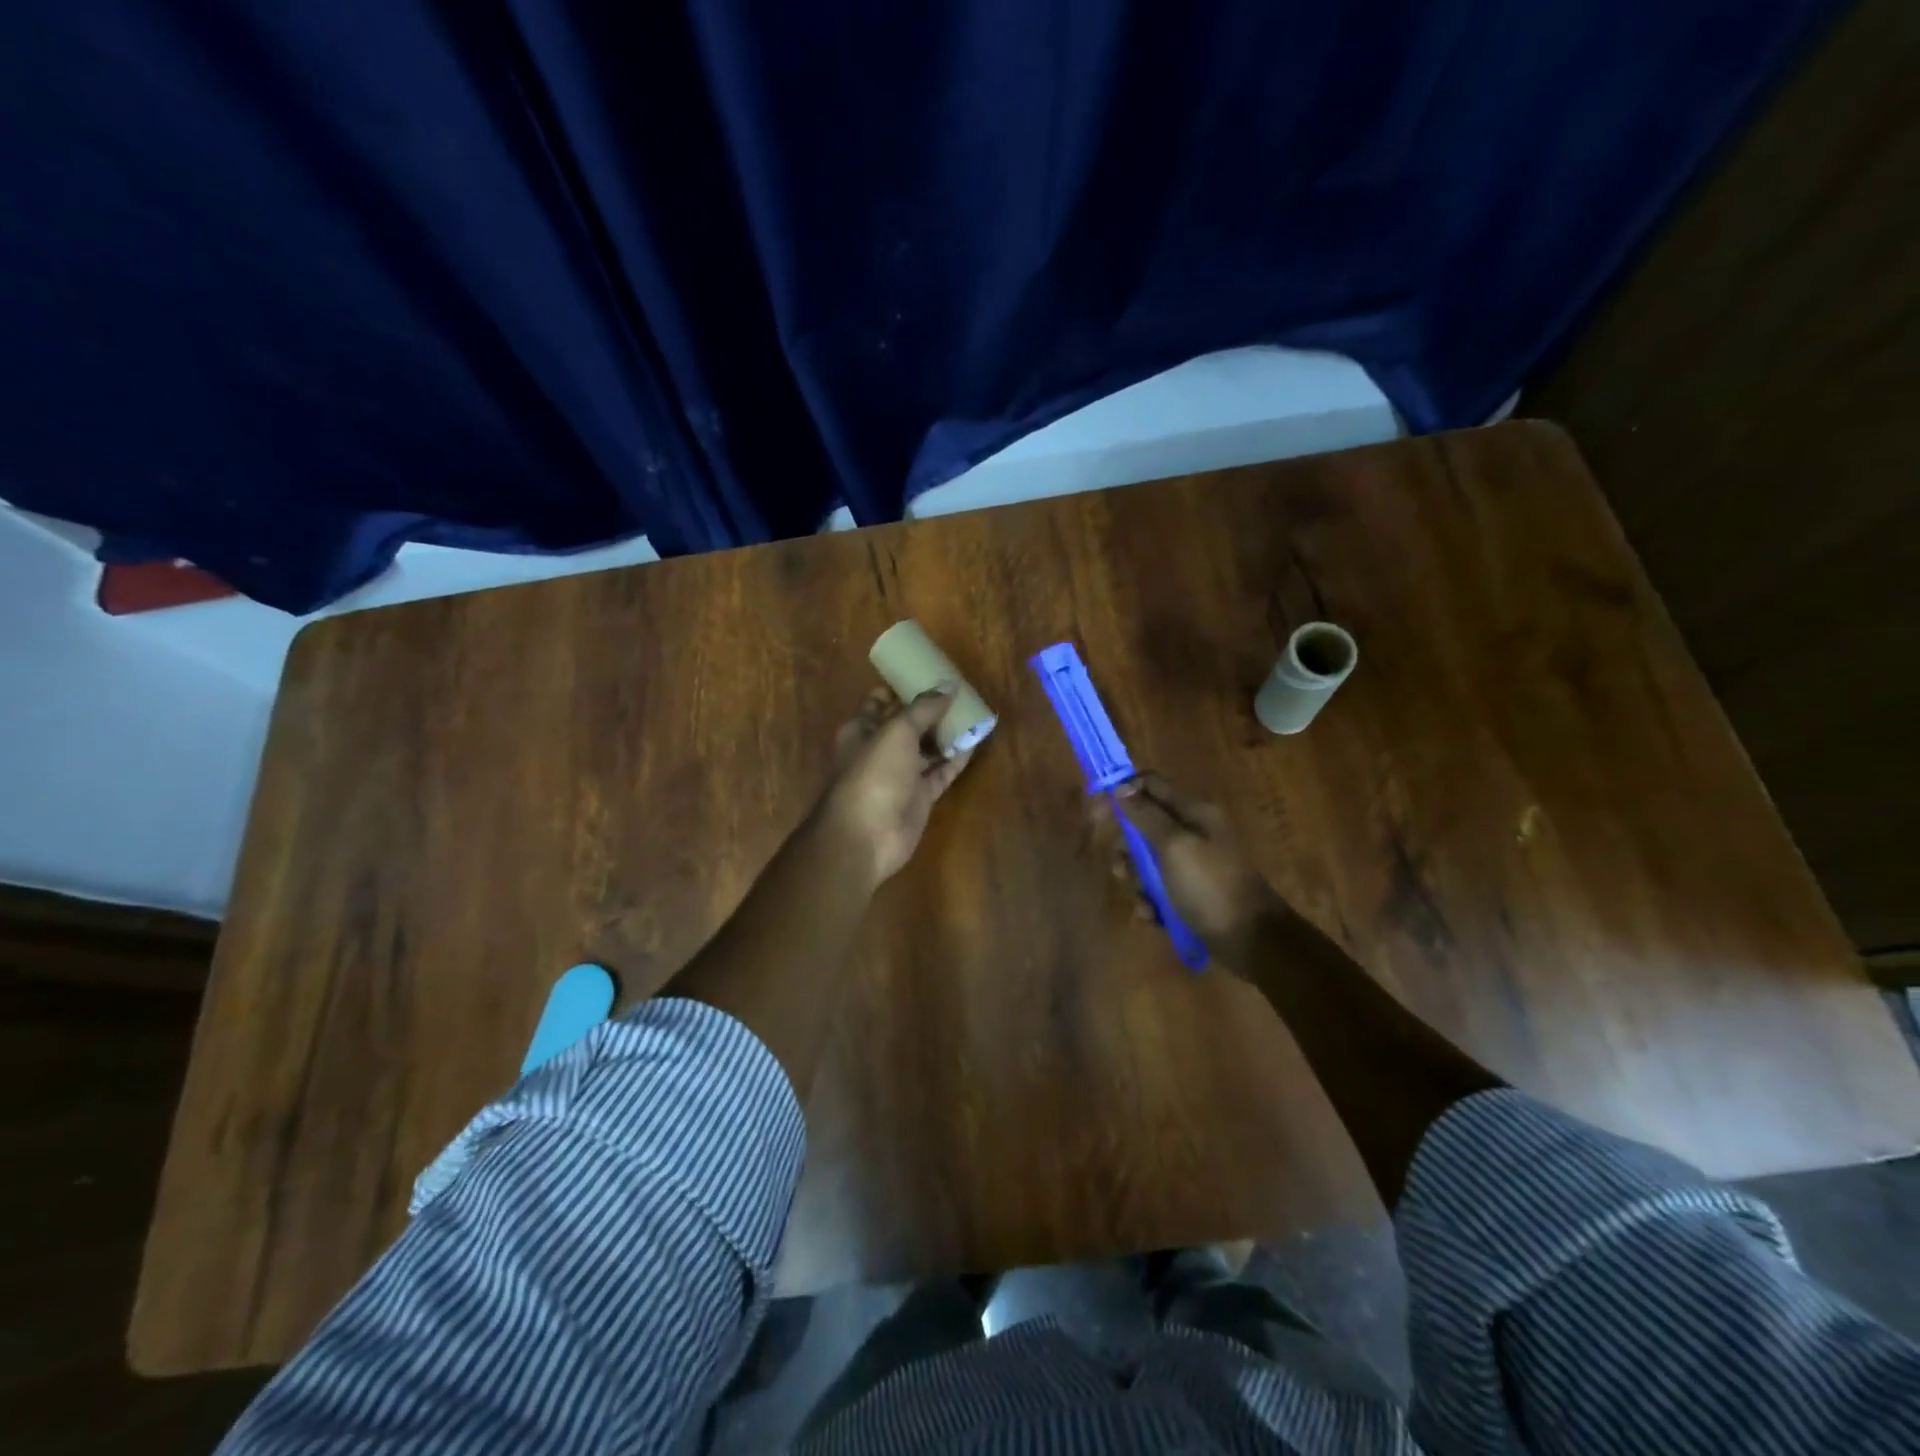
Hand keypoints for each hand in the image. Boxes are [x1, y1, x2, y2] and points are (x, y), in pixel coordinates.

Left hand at [820, 685, 975, 886]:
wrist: (867, 836)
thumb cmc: (874, 774)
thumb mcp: (897, 731)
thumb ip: (924, 707)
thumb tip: (949, 685)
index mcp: (862, 729)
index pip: (880, 700)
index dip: (902, 686)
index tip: (929, 672)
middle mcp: (880, 749)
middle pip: (908, 723)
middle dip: (931, 709)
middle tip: (960, 691)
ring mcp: (901, 774)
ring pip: (927, 748)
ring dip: (947, 733)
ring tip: (973, 711)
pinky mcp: (920, 796)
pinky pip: (941, 771)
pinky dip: (957, 758)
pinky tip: (976, 740)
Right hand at [1096, 771, 1284, 970]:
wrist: (1252, 941)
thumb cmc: (1210, 886)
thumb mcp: (1174, 846)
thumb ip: (1145, 814)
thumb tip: (1120, 787)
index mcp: (1194, 812)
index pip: (1150, 785)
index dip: (1121, 794)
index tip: (1097, 814)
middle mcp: (1193, 833)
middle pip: (1144, 825)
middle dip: (1127, 848)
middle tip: (1122, 868)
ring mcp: (1192, 865)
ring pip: (1147, 861)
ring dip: (1137, 880)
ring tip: (1142, 899)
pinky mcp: (1190, 894)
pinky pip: (1158, 890)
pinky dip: (1151, 902)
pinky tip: (1152, 917)